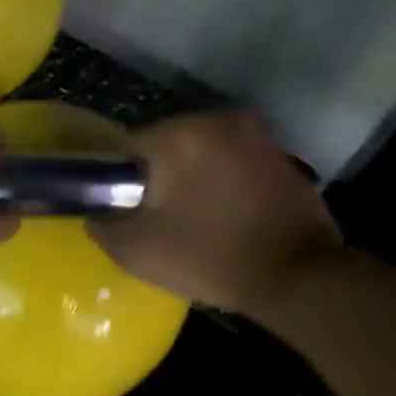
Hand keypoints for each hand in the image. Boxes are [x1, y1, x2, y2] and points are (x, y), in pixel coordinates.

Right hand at [91, 111, 342, 316]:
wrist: (298, 276)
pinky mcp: (280, 153)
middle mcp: (217, 119)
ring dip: (193, 176)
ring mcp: (255, 133)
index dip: (121, 181)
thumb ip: (104, 227)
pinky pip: (233, 160)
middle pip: (168, 144)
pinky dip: (223, 179)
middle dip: (159, 175)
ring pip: (202, 151)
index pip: (128, 147)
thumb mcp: (138, 252)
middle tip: (159, 217)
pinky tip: (225, 212)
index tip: (127, 211)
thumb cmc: (210, 257)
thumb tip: (97, 215)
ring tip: (194, 217)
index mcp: (179, 134)